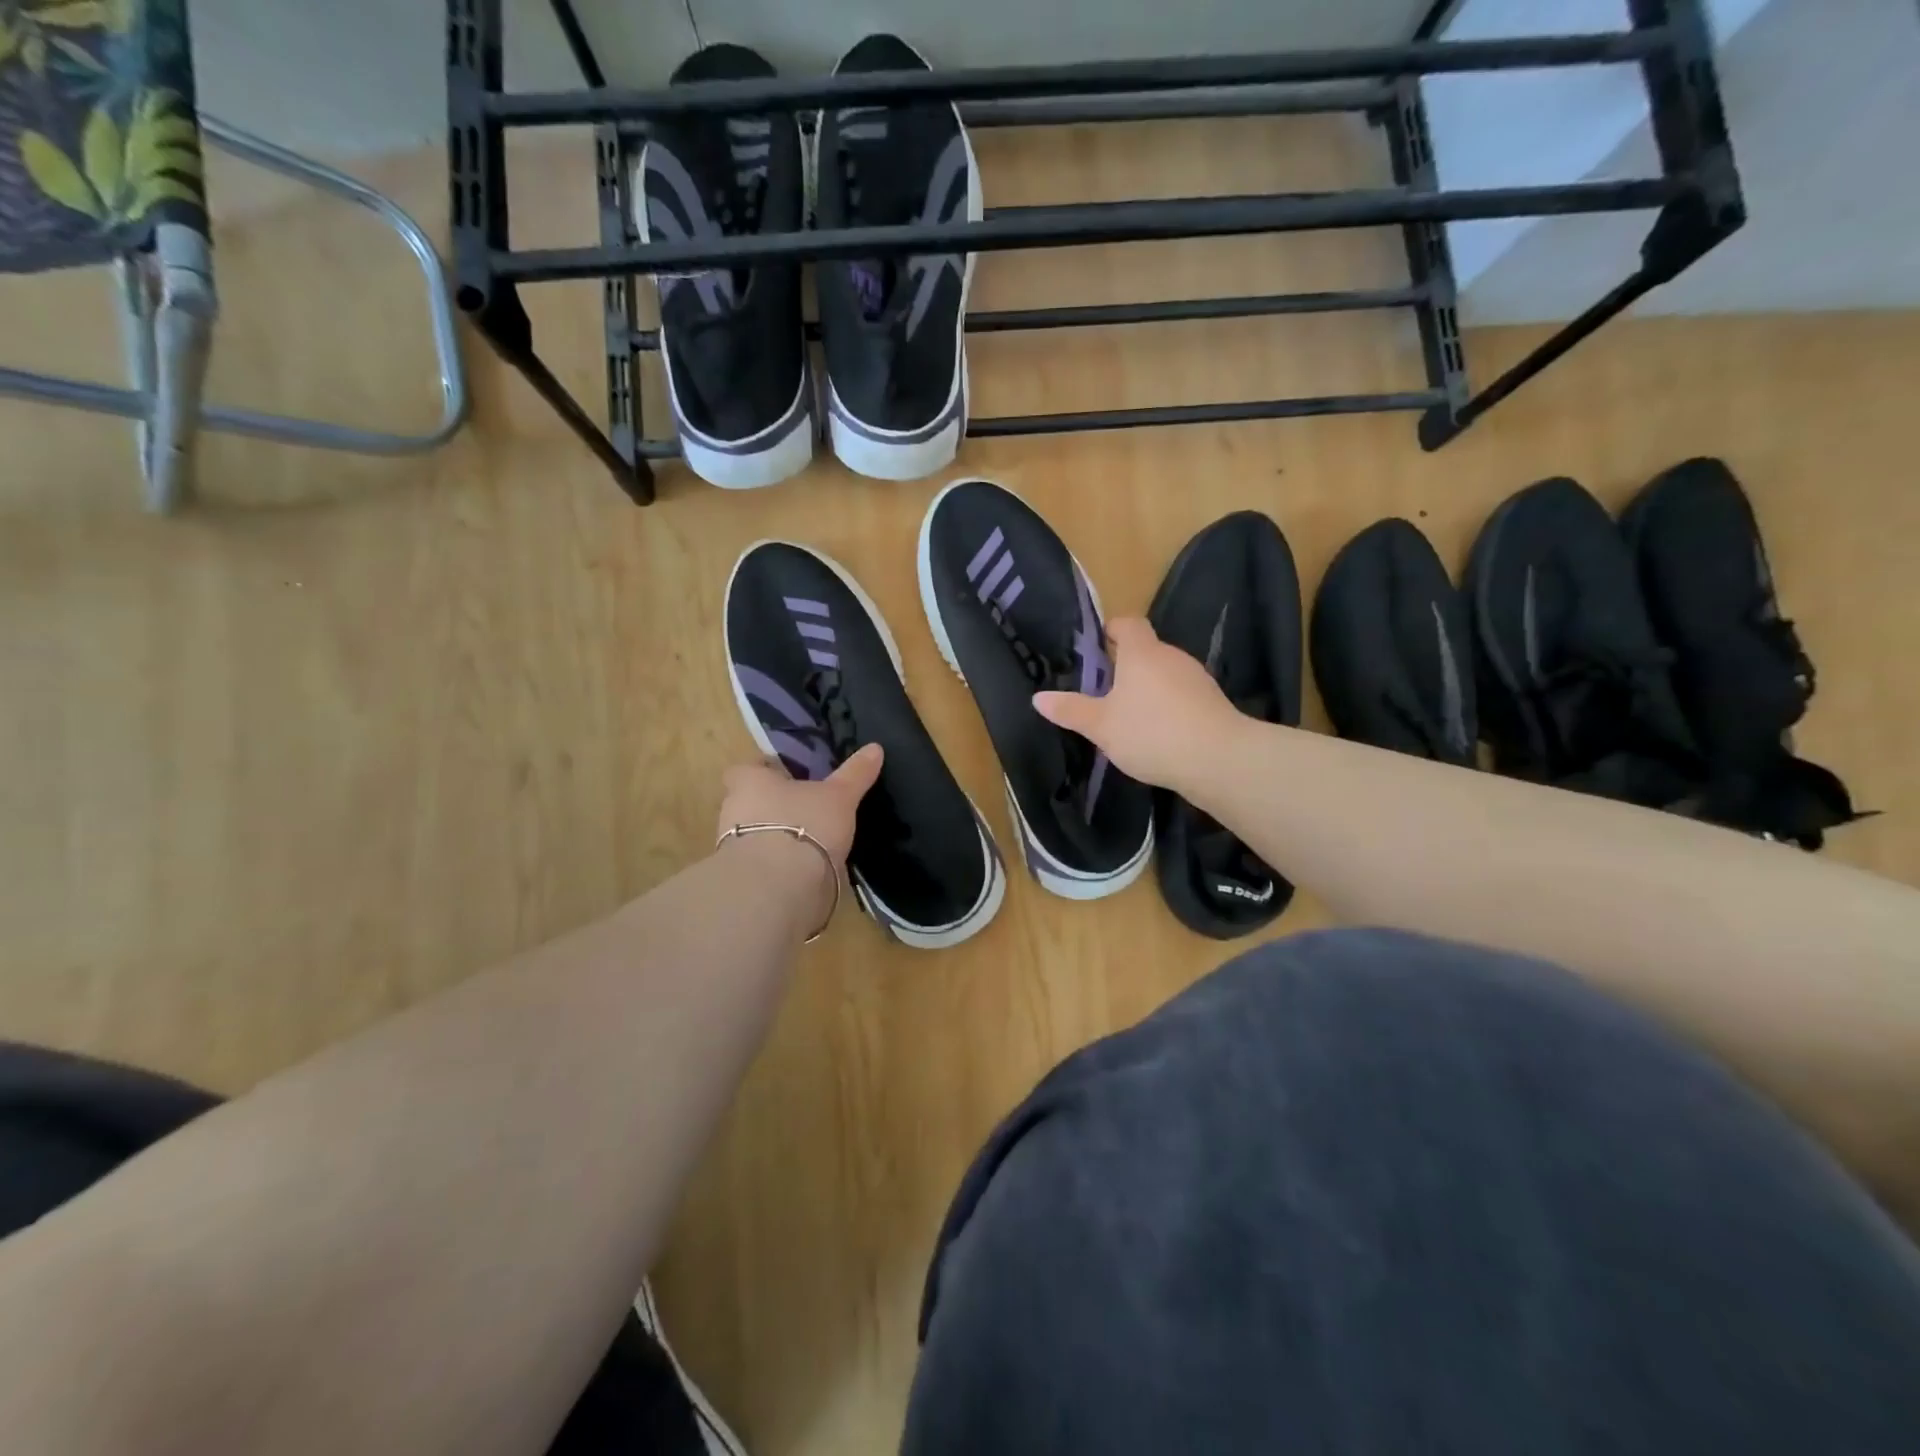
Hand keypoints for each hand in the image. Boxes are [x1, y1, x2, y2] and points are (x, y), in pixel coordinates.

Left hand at [714, 745, 884, 928]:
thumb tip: (875, 747)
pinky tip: (803, 870)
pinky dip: (779, 866)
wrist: (778, 886)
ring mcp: (732, 849)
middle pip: (748, 803)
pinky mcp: (744, 880)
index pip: (746, 769)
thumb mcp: (840, 796)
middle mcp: (732, 811)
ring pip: (753, 836)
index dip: (764, 771)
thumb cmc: (804, 824)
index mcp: (749, 783)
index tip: (787, 777)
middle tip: (804, 809)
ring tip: (808, 841)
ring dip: (774, 838)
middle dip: (771, 806)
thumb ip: (855, 773)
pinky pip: (762, 865)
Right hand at [1033, 617, 1241, 792]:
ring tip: (1127, 716)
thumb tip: (1038, 698)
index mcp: (1141, 652)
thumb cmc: (1151, 733)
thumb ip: (1070, 710)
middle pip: (1145, 650)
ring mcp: (1196, 677)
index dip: (1110, 630)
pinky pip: (1181, 694)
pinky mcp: (1212, 701)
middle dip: (1124, 666)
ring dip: (1147, 687)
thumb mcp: (1101, 726)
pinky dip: (1167, 705)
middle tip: (1101, 691)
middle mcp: (1171, 656)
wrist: (1218, 759)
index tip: (1095, 647)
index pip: (1127, 624)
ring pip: (1164, 673)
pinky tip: (1157, 733)